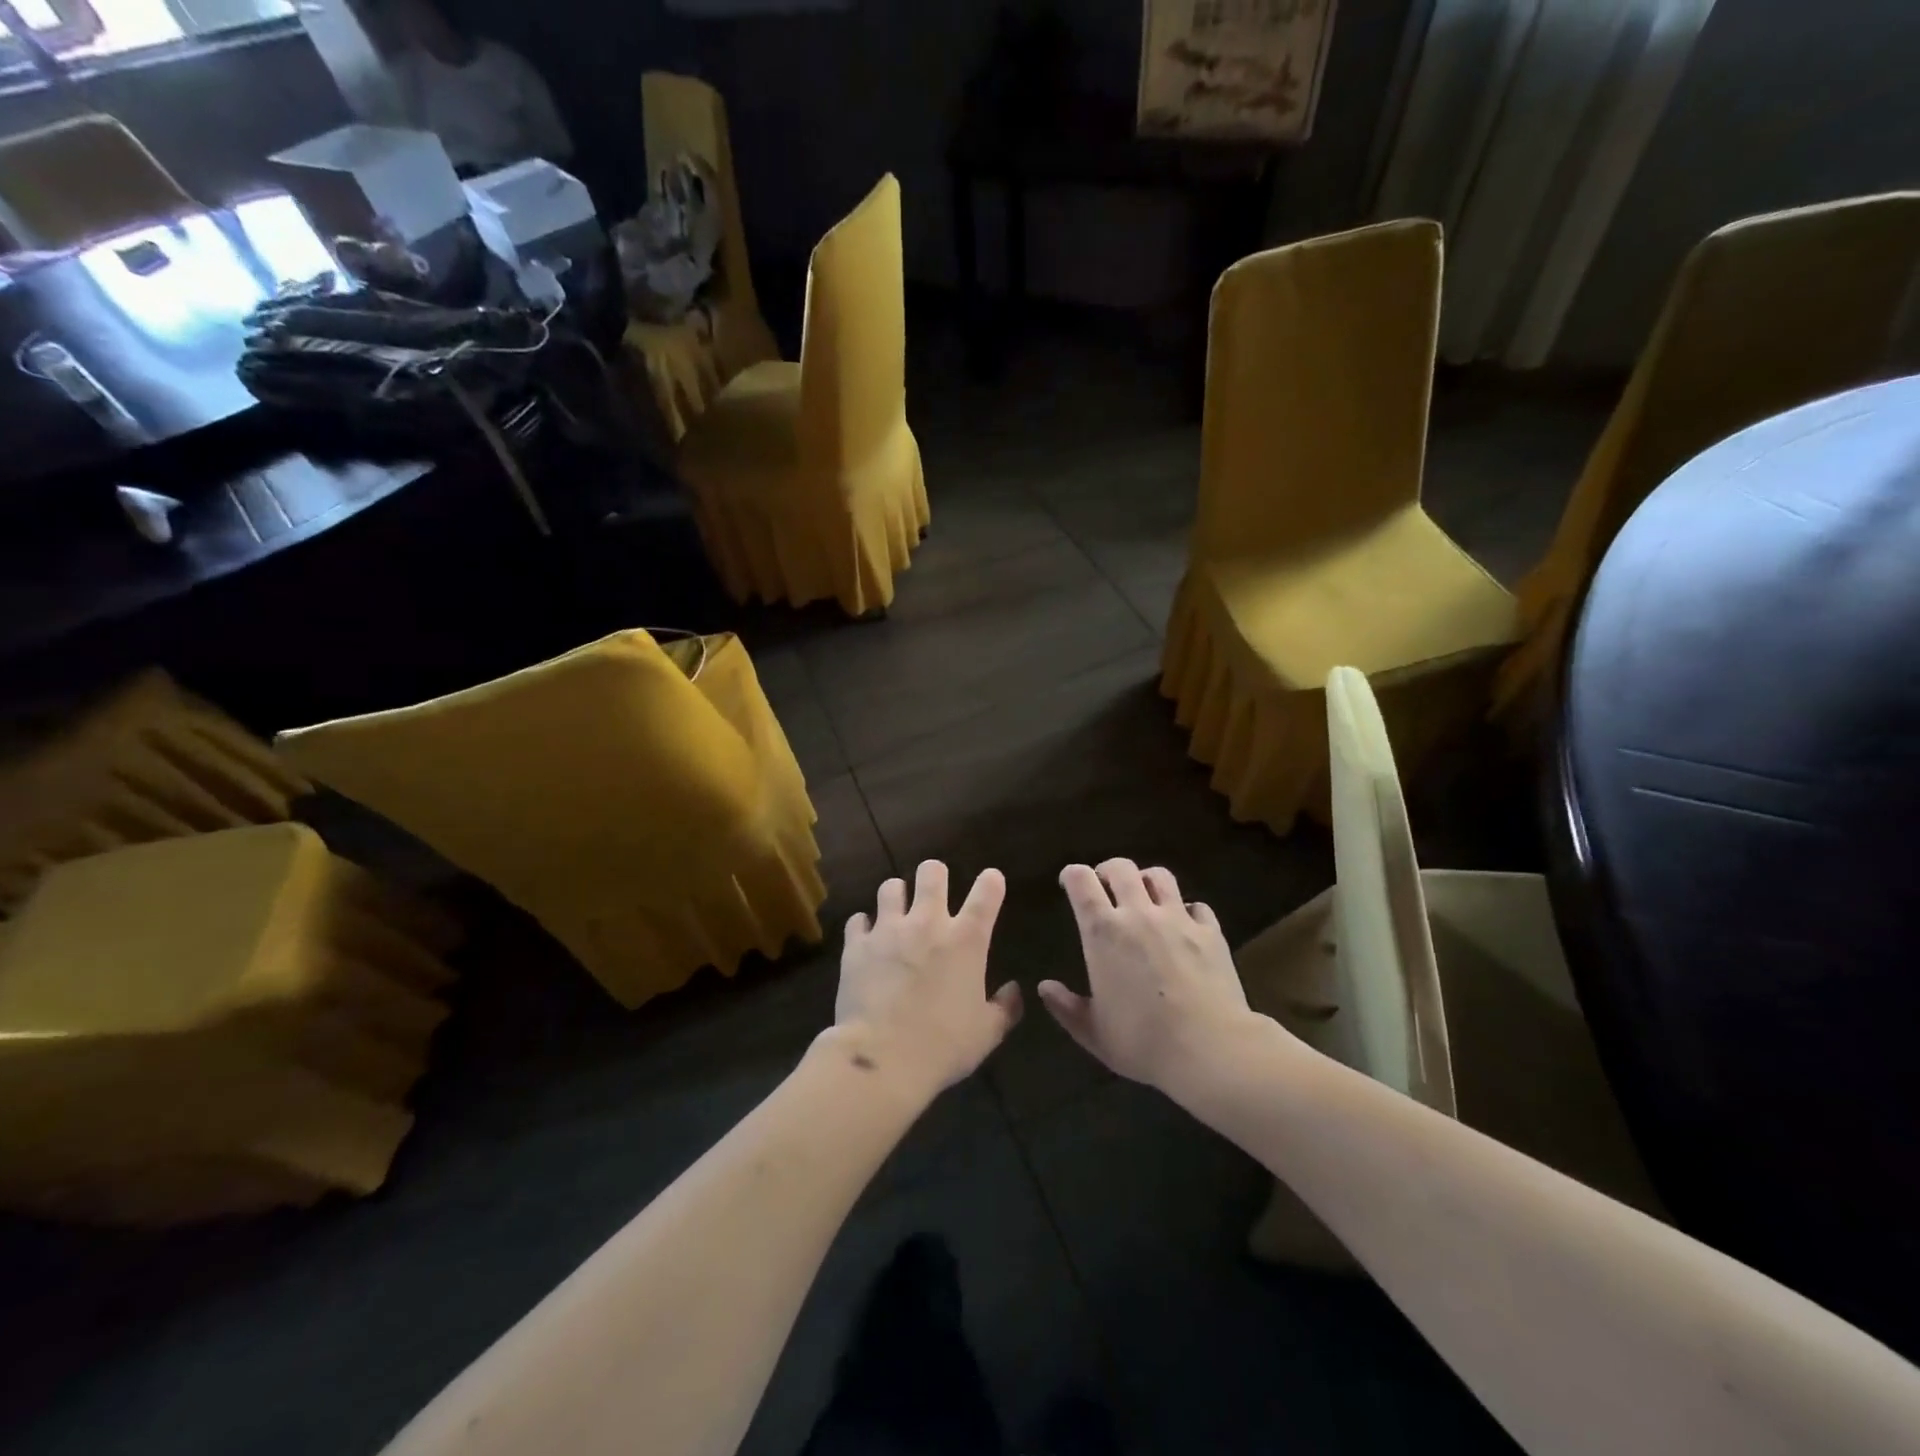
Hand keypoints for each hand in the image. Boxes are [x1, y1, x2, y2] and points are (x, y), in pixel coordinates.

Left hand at [833, 861, 1022, 1097]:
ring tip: (897, 911)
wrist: (882, 1058)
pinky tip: (866, 939)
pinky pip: (858, 921)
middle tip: (934, 890)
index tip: (991, 882)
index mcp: (966, 940)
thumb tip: (1013, 990)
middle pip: (932, 872)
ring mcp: (888, 930)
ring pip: (891, 887)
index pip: (987, 891)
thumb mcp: (987, 1033)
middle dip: (935, 875)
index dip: (991, 881)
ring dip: (897, 896)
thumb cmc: (943, 1045)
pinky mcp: (857, 945)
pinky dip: (864, 927)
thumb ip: (1005, 1008)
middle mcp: (928, 923)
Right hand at [1040, 859, 1257, 1090]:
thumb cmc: (1142, 1042)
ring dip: (1147, 881)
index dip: (1071, 875)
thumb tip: (1045, 987)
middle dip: (1108, 871)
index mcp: (1103, 932)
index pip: (1081, 881)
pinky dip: (1186, 910)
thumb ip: (1065, 1007)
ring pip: (1160, 876)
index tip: (1069, 884)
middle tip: (1105, 887)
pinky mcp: (1210, 932)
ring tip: (1144, 898)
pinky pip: (1196, 906)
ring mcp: (1178, 919)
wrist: (1209, 1049)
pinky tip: (1185, 926)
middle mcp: (1139, 914)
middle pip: (1121, 868)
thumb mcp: (1093, 1033)